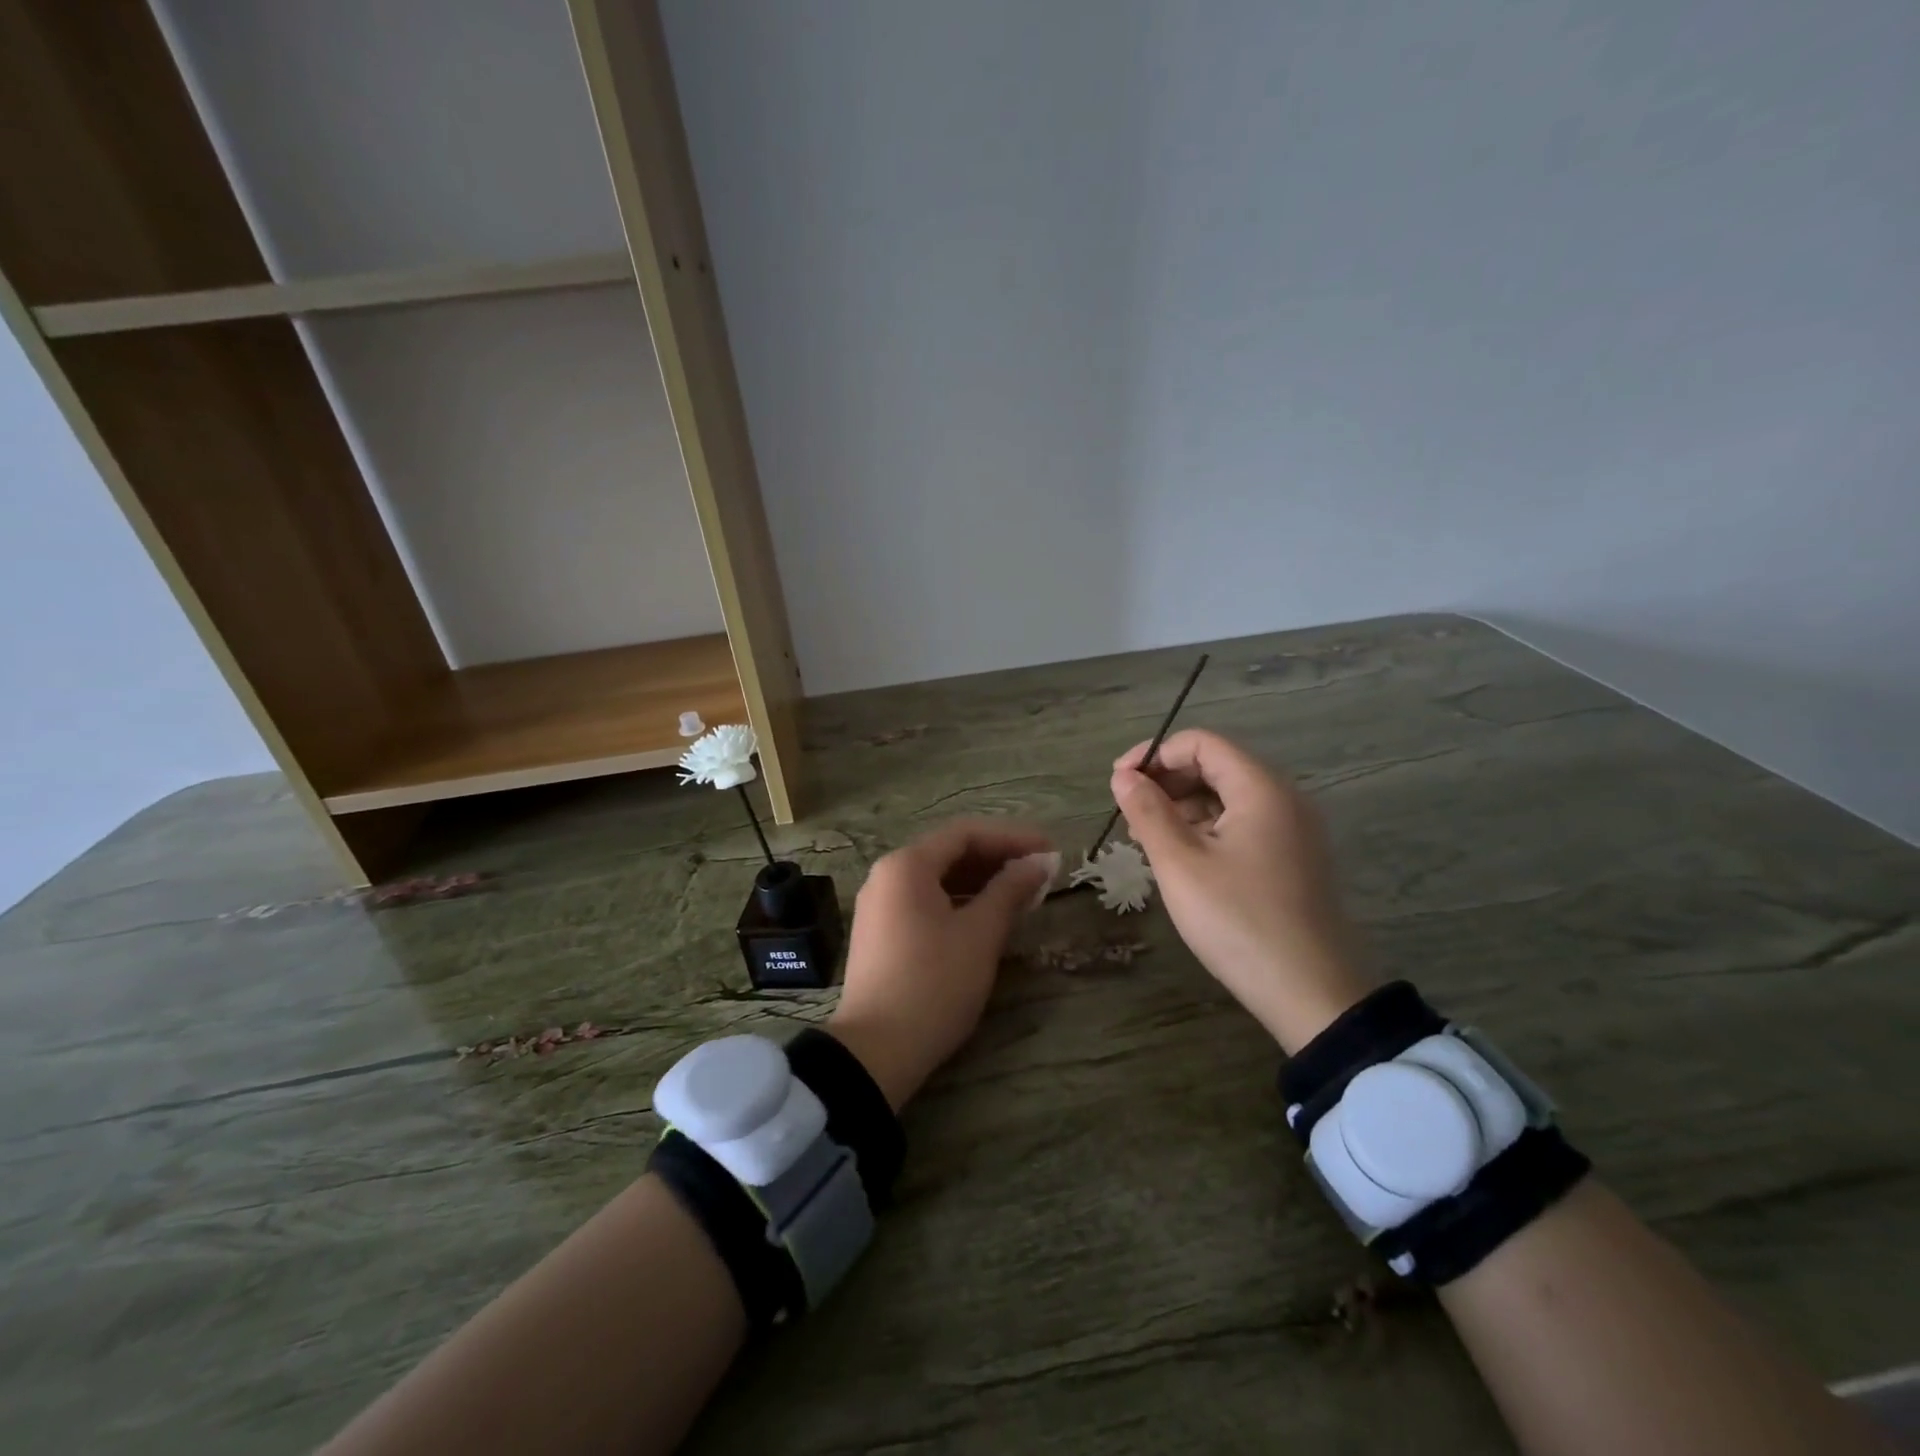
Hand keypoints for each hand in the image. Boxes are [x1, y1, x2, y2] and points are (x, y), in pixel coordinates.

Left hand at [829, 820, 1054, 1110]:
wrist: (876, 1051)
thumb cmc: (933, 983)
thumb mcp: (980, 934)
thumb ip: (1010, 890)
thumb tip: (1041, 861)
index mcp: (907, 865)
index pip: (966, 833)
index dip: (1012, 838)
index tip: (1050, 850)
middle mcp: (887, 875)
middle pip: (950, 853)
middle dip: (998, 859)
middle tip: (1041, 873)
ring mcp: (879, 905)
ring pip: (938, 879)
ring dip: (981, 882)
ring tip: (1022, 896)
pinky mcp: (880, 933)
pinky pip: (925, 902)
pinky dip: (960, 903)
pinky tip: (988, 918)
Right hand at [1110, 729, 1370, 1053]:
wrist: (1312, 994)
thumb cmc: (1238, 921)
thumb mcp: (1180, 864)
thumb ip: (1147, 811)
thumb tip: (1123, 776)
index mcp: (1261, 789)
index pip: (1201, 743)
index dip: (1155, 754)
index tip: (1118, 782)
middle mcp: (1284, 798)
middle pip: (1216, 765)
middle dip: (1166, 781)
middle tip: (1128, 813)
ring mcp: (1293, 830)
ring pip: (1228, 797)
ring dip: (1183, 806)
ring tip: (1146, 838)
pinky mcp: (1293, 858)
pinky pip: (1243, 824)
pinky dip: (1206, 828)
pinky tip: (1181, 857)